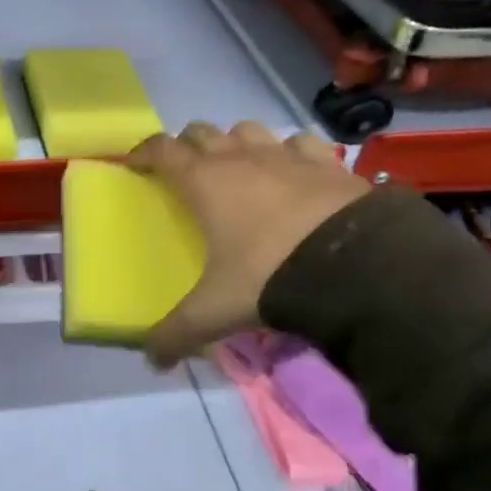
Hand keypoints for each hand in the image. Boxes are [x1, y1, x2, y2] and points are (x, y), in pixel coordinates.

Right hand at [127, 122, 370, 368]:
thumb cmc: (268, 276)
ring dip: (237, 143)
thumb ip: (178, 332)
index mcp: (204, 182)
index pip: (161, 149)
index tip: (135, 163)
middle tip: (186, 172)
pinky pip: (300, 143)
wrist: (355, 265)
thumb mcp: (215, 310)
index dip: (144, 152)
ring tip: (239, 168)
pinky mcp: (327, 162)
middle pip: (201, 131)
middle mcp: (240, 158)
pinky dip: (291, 152)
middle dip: (188, 146)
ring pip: (248, 130)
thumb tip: (151, 360)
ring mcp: (286, 155)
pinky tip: (296, 172)